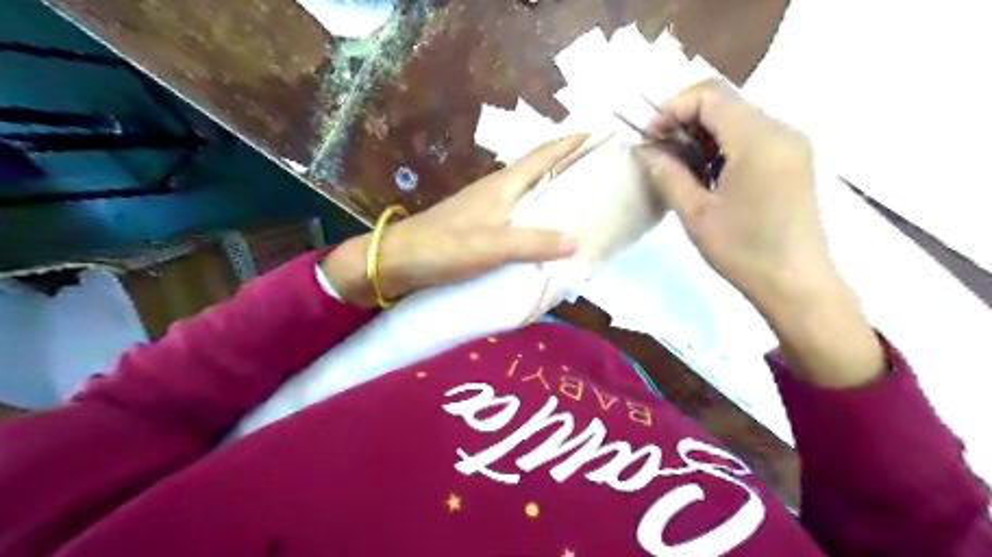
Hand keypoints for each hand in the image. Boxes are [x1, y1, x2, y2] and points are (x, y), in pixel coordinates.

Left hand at [321, 135, 582, 308]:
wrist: (399, 260)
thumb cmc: (445, 247)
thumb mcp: (492, 246)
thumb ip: (532, 242)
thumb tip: (576, 240)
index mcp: (503, 186)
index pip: (543, 155)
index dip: (571, 143)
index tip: (600, 135)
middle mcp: (497, 190)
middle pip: (539, 170)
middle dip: (569, 166)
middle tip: (601, 172)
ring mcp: (487, 206)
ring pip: (528, 192)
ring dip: (553, 191)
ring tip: (582, 201)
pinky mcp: (479, 224)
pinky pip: (518, 213)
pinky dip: (537, 215)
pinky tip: (545, 231)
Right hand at [640, 79, 877, 385]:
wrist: (796, 284)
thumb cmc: (742, 251)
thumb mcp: (695, 213)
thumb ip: (667, 174)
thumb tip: (647, 150)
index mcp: (758, 139)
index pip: (709, 96)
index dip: (672, 109)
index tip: (650, 139)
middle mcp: (781, 130)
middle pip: (725, 102)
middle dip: (684, 121)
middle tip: (660, 153)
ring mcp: (791, 144)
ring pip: (737, 118)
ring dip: (702, 134)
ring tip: (680, 166)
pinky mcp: (794, 160)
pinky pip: (752, 136)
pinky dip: (723, 145)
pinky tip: (708, 175)